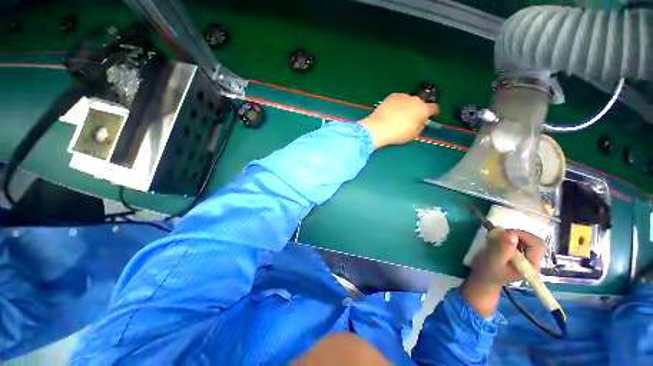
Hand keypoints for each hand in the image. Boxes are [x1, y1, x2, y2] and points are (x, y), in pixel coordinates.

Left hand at [359, 93, 438, 148]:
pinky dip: (397, 105)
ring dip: (407, 106)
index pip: (434, 108)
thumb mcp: (414, 134)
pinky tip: (391, 112)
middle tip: (410, 118)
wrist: (379, 127)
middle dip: (417, 109)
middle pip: (420, 103)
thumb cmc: (398, 133)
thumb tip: (420, 121)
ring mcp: (403, 96)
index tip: (430, 116)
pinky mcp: (392, 96)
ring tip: (398, 116)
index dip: (433, 112)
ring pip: (408, 101)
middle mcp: (415, 100)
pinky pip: (398, 100)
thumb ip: (420, 125)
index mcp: (423, 109)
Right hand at [461, 229, 544, 316]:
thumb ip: (502, 249)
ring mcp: (526, 258)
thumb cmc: (487, 271)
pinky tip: (497, 240)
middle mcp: (533, 261)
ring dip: (510, 235)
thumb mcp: (493, 260)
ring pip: (525, 240)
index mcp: (531, 266)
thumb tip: (512, 235)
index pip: (536, 244)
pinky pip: (519, 241)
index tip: (504, 234)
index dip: (522, 235)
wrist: (483, 278)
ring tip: (496, 237)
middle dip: (516, 234)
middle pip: (532, 241)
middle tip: (499, 235)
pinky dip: (508, 237)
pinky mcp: (519, 255)